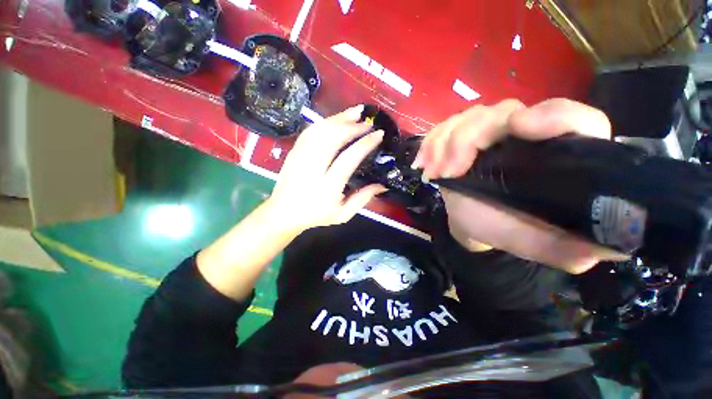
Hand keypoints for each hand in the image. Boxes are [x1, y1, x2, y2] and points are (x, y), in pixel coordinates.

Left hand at [267, 105, 386, 232]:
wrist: (283, 213)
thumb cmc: (316, 215)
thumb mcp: (343, 214)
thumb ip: (363, 199)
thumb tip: (383, 185)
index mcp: (327, 187)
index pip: (348, 159)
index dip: (364, 144)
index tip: (378, 134)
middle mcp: (312, 168)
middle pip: (332, 138)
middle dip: (352, 126)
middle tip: (367, 123)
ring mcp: (300, 157)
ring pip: (320, 130)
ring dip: (339, 118)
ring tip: (355, 112)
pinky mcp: (293, 152)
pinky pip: (310, 131)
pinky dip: (325, 122)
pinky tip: (336, 119)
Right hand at [414, 98, 627, 273]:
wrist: (472, 221)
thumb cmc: (504, 229)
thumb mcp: (537, 243)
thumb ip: (569, 247)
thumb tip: (611, 247)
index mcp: (558, 155)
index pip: (576, 120)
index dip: (552, 115)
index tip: (517, 127)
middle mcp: (527, 135)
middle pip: (504, 112)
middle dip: (469, 138)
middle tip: (449, 171)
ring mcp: (491, 132)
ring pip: (470, 116)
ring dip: (444, 143)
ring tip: (434, 173)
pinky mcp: (463, 136)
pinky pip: (445, 126)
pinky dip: (430, 142)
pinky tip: (423, 163)